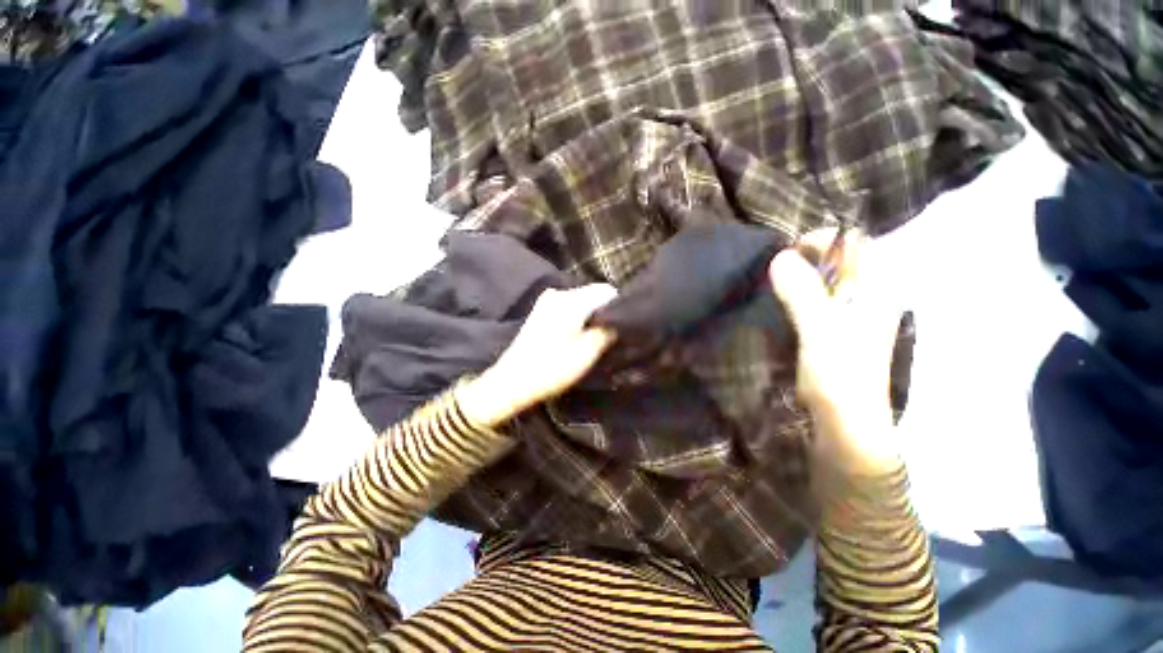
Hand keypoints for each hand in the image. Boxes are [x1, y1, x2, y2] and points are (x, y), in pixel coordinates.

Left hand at [458, 284, 617, 426]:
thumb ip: (607, 331)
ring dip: (591, 313)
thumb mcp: (587, 353)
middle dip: (604, 310)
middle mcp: (559, 293)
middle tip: (611, 332)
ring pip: (581, 299)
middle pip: (593, 293)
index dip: (619, 305)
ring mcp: (547, 300)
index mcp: (572, 301)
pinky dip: (578, 315)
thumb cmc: (552, 368)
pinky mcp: (541, 309)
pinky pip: (569, 305)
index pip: (606, 291)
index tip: (624, 323)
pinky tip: (578, 333)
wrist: (513, 380)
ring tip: (595, 335)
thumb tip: (618, 321)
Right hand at [769, 229, 902, 473]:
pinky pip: (816, 298)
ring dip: (800, 277)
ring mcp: (852, 312)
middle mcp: (868, 295)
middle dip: (807, 258)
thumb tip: (780, 256)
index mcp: (876, 289)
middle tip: (777, 271)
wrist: (845, 421)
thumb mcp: (820, 329)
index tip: (789, 254)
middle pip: (839, 259)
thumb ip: (803, 292)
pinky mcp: (835, 328)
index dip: (823, 240)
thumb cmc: (840, 374)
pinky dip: (798, 294)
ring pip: (825, 279)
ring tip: (774, 285)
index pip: (856, 243)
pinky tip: (781, 304)